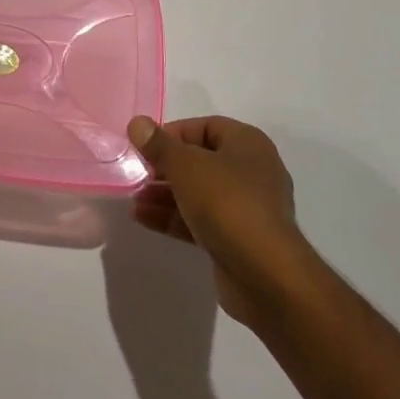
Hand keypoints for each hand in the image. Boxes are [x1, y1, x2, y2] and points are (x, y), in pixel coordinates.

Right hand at [126, 115, 317, 325]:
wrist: (266, 275)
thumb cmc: (227, 203)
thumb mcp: (186, 166)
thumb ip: (159, 144)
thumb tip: (137, 123)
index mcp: (247, 144)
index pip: (205, 127)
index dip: (172, 133)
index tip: (144, 147)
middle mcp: (251, 171)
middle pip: (200, 160)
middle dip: (165, 167)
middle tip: (137, 174)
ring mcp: (245, 208)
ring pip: (198, 192)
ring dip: (164, 194)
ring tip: (133, 198)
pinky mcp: (237, 238)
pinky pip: (200, 219)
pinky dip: (174, 217)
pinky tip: (143, 218)